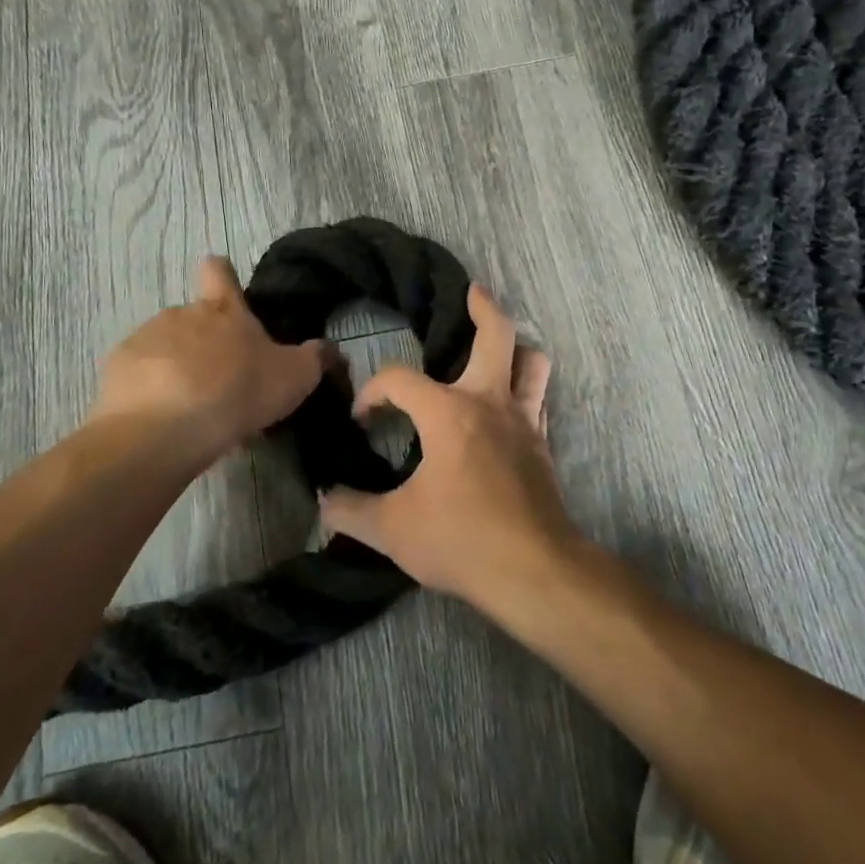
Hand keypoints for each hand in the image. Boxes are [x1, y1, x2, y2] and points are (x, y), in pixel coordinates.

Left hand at [92, 258, 327, 460]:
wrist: (164, 429)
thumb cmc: (237, 392)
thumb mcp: (294, 378)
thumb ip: (316, 359)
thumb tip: (330, 348)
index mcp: (222, 310)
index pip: (218, 270)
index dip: (222, 275)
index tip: (224, 291)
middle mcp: (181, 314)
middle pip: (193, 318)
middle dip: (205, 343)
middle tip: (222, 382)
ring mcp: (145, 339)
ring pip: (165, 348)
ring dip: (178, 368)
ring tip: (192, 408)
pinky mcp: (118, 369)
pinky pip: (139, 374)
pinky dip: (151, 390)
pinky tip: (163, 419)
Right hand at [318, 285, 581, 608]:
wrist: (533, 571)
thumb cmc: (460, 540)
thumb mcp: (392, 529)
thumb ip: (350, 511)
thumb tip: (323, 499)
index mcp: (448, 413)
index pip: (399, 379)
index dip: (373, 392)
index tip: (362, 419)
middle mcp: (489, 403)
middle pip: (497, 335)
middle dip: (483, 307)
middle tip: (471, 292)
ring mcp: (523, 422)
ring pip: (532, 362)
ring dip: (516, 348)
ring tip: (498, 347)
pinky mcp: (542, 445)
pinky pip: (538, 400)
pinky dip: (524, 390)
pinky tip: (508, 405)